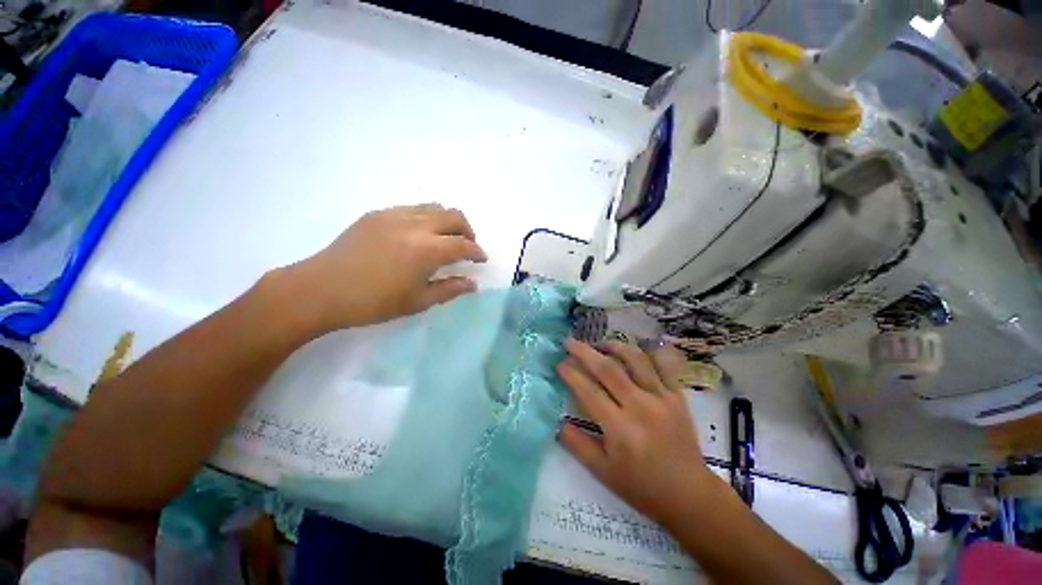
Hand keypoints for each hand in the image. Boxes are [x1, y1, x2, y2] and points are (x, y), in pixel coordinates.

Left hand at [281, 204, 486, 331]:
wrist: (321, 290)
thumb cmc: (374, 302)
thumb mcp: (418, 301)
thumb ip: (450, 289)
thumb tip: (473, 284)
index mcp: (426, 250)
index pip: (463, 244)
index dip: (477, 252)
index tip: (481, 260)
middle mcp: (415, 225)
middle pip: (454, 216)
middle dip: (467, 230)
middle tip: (467, 247)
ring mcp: (394, 215)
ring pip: (434, 207)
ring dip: (448, 221)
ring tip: (445, 239)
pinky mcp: (378, 214)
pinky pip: (412, 208)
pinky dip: (427, 218)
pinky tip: (419, 236)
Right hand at [557, 340, 719, 524]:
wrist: (689, 495)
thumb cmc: (642, 487)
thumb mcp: (602, 473)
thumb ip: (577, 445)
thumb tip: (557, 421)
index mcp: (620, 429)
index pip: (589, 391)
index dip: (571, 374)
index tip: (559, 364)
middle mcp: (640, 407)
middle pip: (608, 369)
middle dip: (584, 351)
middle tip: (569, 342)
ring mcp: (662, 398)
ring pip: (635, 359)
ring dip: (614, 346)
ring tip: (599, 344)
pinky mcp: (677, 396)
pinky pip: (663, 365)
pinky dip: (647, 352)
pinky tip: (633, 351)